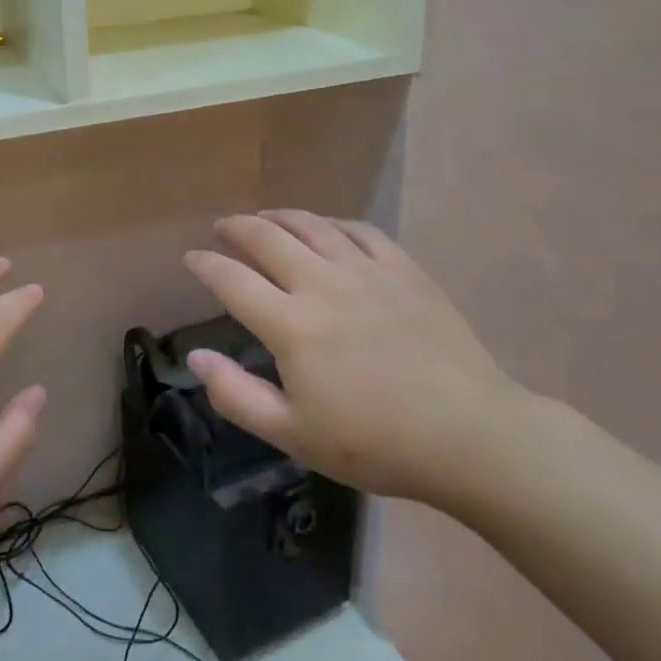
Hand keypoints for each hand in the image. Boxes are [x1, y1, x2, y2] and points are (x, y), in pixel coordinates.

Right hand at [183, 211, 527, 508]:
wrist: (470, 434)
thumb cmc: (375, 443)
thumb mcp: (294, 434)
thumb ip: (236, 395)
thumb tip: (195, 356)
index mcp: (290, 325)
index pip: (232, 280)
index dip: (205, 264)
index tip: (191, 258)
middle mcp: (322, 284)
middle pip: (267, 238)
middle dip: (236, 228)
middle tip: (222, 228)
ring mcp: (366, 271)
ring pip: (311, 225)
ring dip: (279, 217)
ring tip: (264, 218)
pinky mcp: (403, 269)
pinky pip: (359, 230)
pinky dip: (332, 223)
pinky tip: (326, 229)